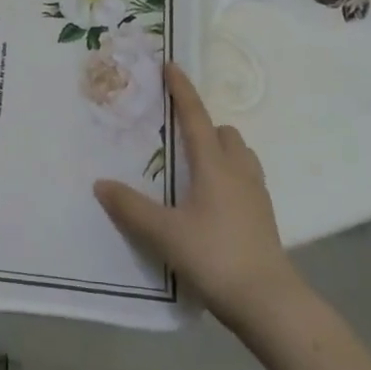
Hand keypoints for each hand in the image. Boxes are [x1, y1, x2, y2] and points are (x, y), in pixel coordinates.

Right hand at [94, 62, 303, 332]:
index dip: (183, 92)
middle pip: (225, 134)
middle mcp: (239, 173)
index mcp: (215, 167)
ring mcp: (257, 196)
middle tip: (177, 134)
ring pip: (240, 156)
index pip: (196, 119)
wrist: (270, 303)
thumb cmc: (215, 257)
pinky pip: (246, 180)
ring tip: (194, 165)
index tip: (172, 66)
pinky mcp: (264, 218)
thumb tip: (101, 184)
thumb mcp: (164, 233)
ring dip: (220, 150)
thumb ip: (130, 207)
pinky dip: (229, 175)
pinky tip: (211, 200)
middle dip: (204, 125)